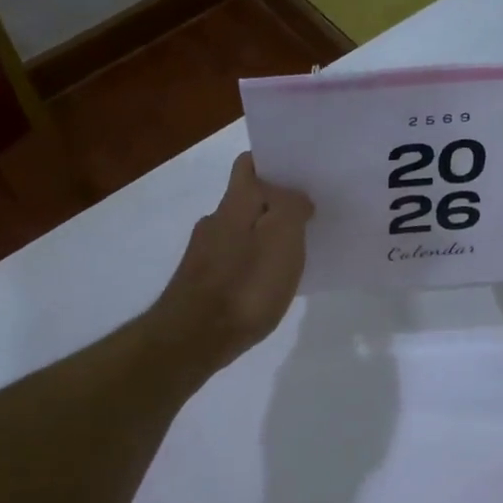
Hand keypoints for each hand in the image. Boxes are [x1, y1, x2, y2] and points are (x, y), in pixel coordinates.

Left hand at [154, 153, 312, 370]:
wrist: (193, 339)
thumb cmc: (245, 285)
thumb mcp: (282, 237)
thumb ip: (292, 207)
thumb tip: (296, 198)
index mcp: (234, 203)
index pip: (249, 163)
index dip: (274, 163)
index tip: (302, 176)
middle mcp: (214, 221)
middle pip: (247, 199)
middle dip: (275, 203)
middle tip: (308, 217)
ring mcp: (203, 253)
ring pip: (241, 231)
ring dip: (266, 235)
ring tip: (295, 254)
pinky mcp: (201, 282)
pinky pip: (234, 260)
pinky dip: (253, 263)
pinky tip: (268, 284)